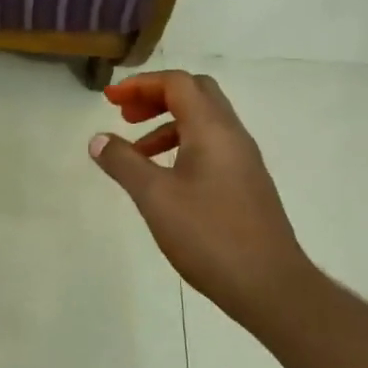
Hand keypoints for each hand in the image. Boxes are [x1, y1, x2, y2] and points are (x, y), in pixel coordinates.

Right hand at [90, 71, 312, 335]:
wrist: (269, 284)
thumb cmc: (209, 235)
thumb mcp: (155, 197)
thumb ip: (124, 163)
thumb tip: (98, 139)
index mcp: (212, 130)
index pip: (177, 83)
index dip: (141, 84)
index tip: (110, 99)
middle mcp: (233, 136)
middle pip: (196, 94)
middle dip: (157, 97)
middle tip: (126, 117)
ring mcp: (245, 161)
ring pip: (205, 123)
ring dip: (168, 125)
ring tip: (137, 154)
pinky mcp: (247, 185)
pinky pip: (212, 148)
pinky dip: (183, 147)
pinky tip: (166, 181)